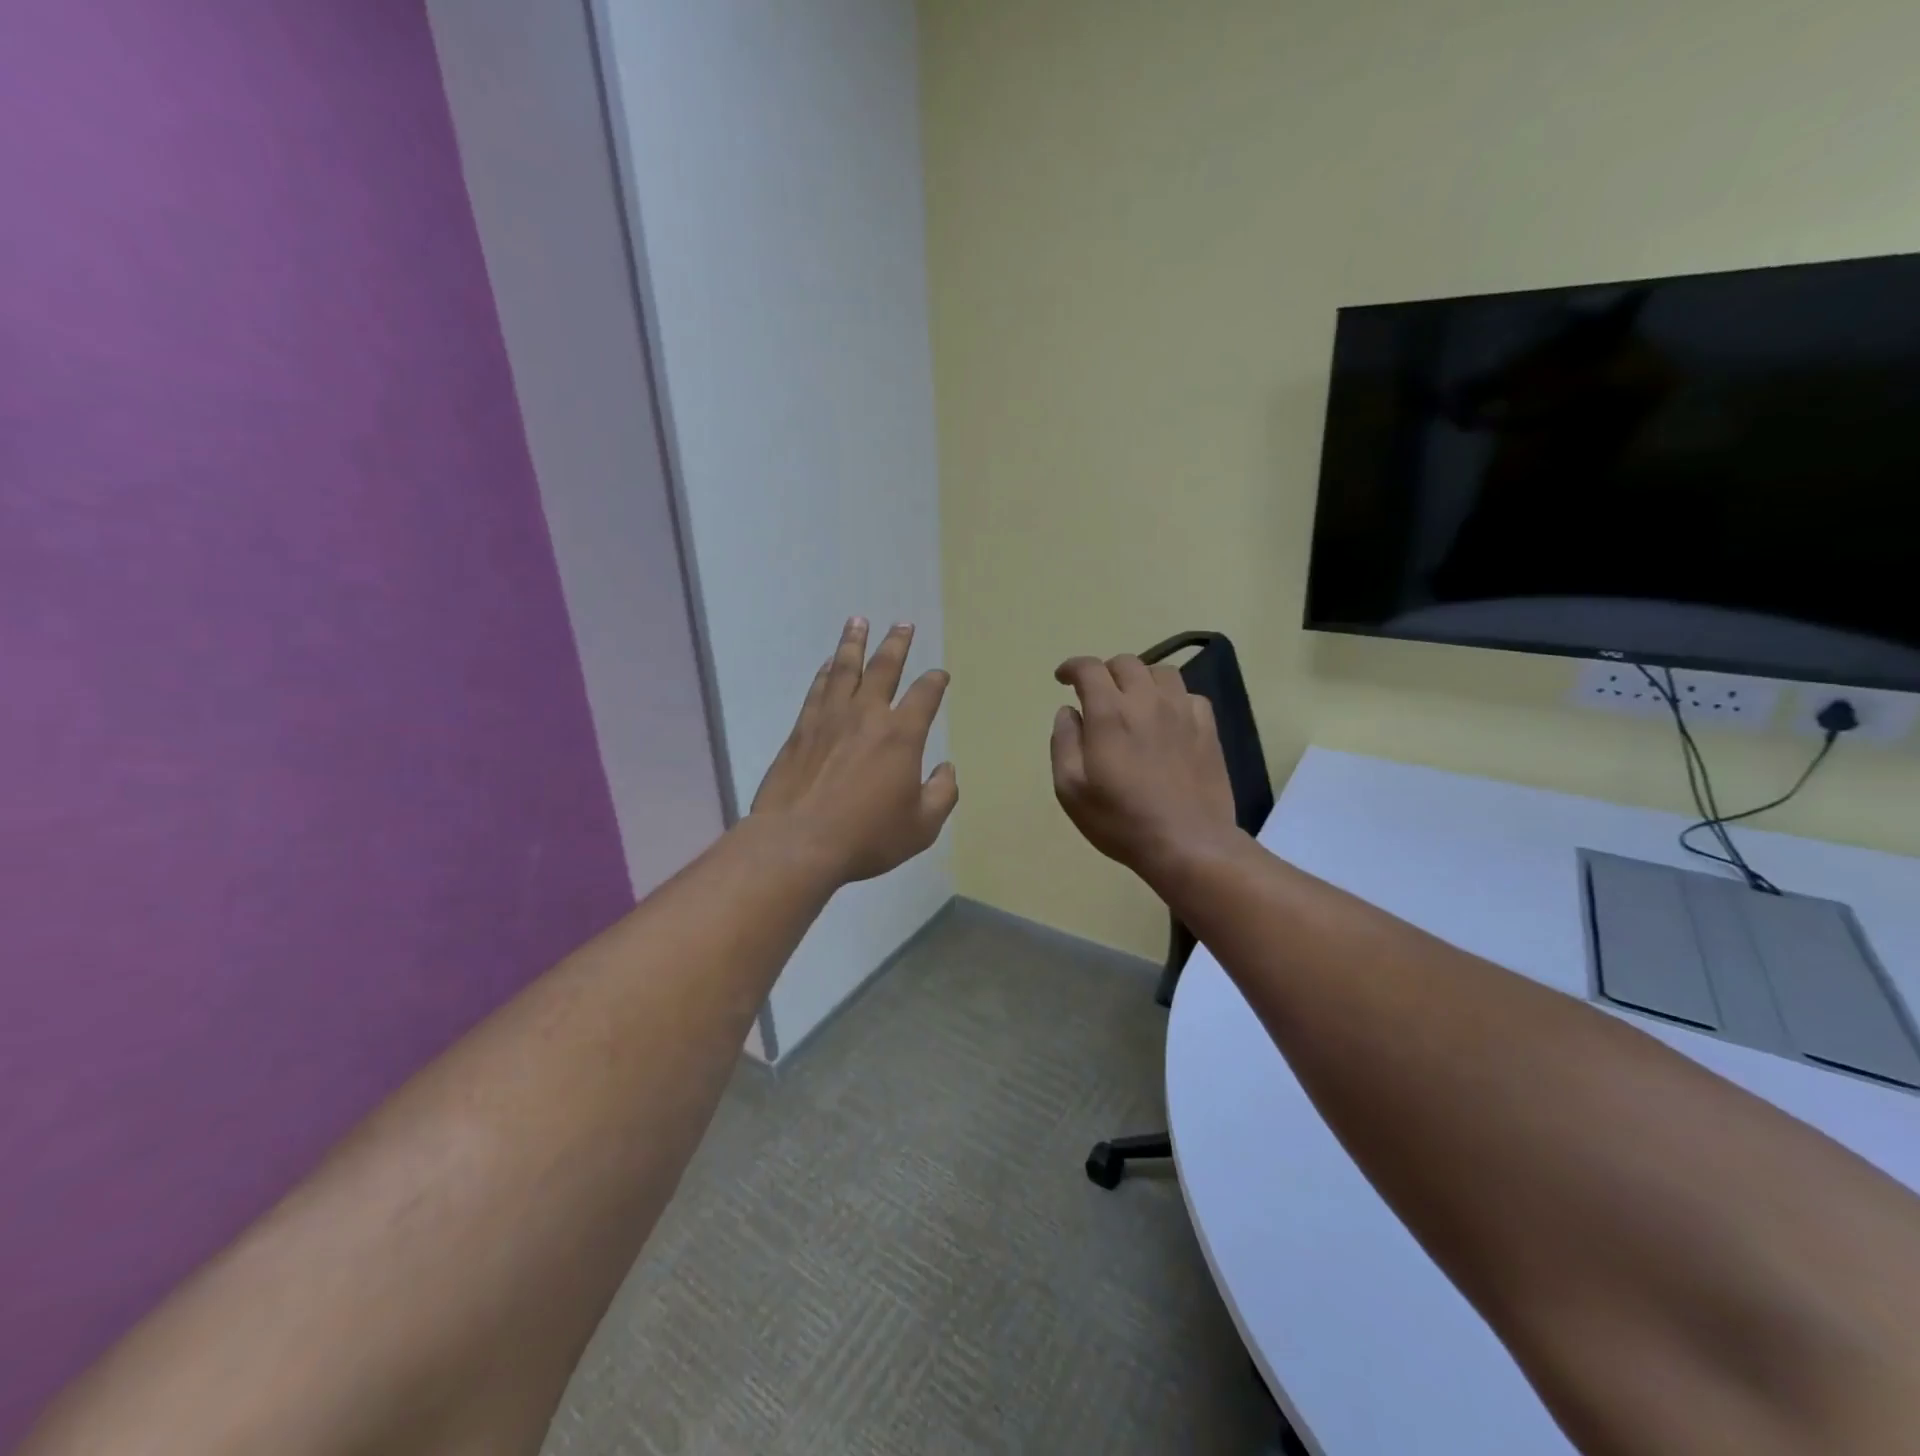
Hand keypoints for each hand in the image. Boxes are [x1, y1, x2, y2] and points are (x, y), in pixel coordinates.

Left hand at [751, 618, 957, 884]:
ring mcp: (829, 719)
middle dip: (896, 644)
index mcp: (901, 735)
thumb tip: (946, 770)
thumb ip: (941, 794)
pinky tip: (827, 663)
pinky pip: (817, 689)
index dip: (935, 682)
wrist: (798, 842)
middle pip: (884, 668)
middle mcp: (866, 716)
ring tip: (858, 621)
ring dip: (854, 643)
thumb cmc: (867, 836)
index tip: (939, 675)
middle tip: (903, 624)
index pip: (925, 696)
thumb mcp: (921, 826)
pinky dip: (825, 672)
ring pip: (844, 669)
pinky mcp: (801, 730)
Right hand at [1050, 654, 1238, 883]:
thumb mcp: (1071, 789)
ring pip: (1162, 672)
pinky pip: (1190, 695)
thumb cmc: (1120, 820)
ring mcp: (1182, 712)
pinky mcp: (1207, 729)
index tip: (1063, 679)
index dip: (1072, 667)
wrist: (1187, 843)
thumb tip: (1069, 711)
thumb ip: (1064, 742)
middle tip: (1097, 695)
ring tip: (1134, 700)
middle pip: (1126, 663)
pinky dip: (1172, 698)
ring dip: (1141, 678)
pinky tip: (1167, 718)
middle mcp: (1147, 701)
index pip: (1089, 669)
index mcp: (1110, 713)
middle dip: (1105, 672)